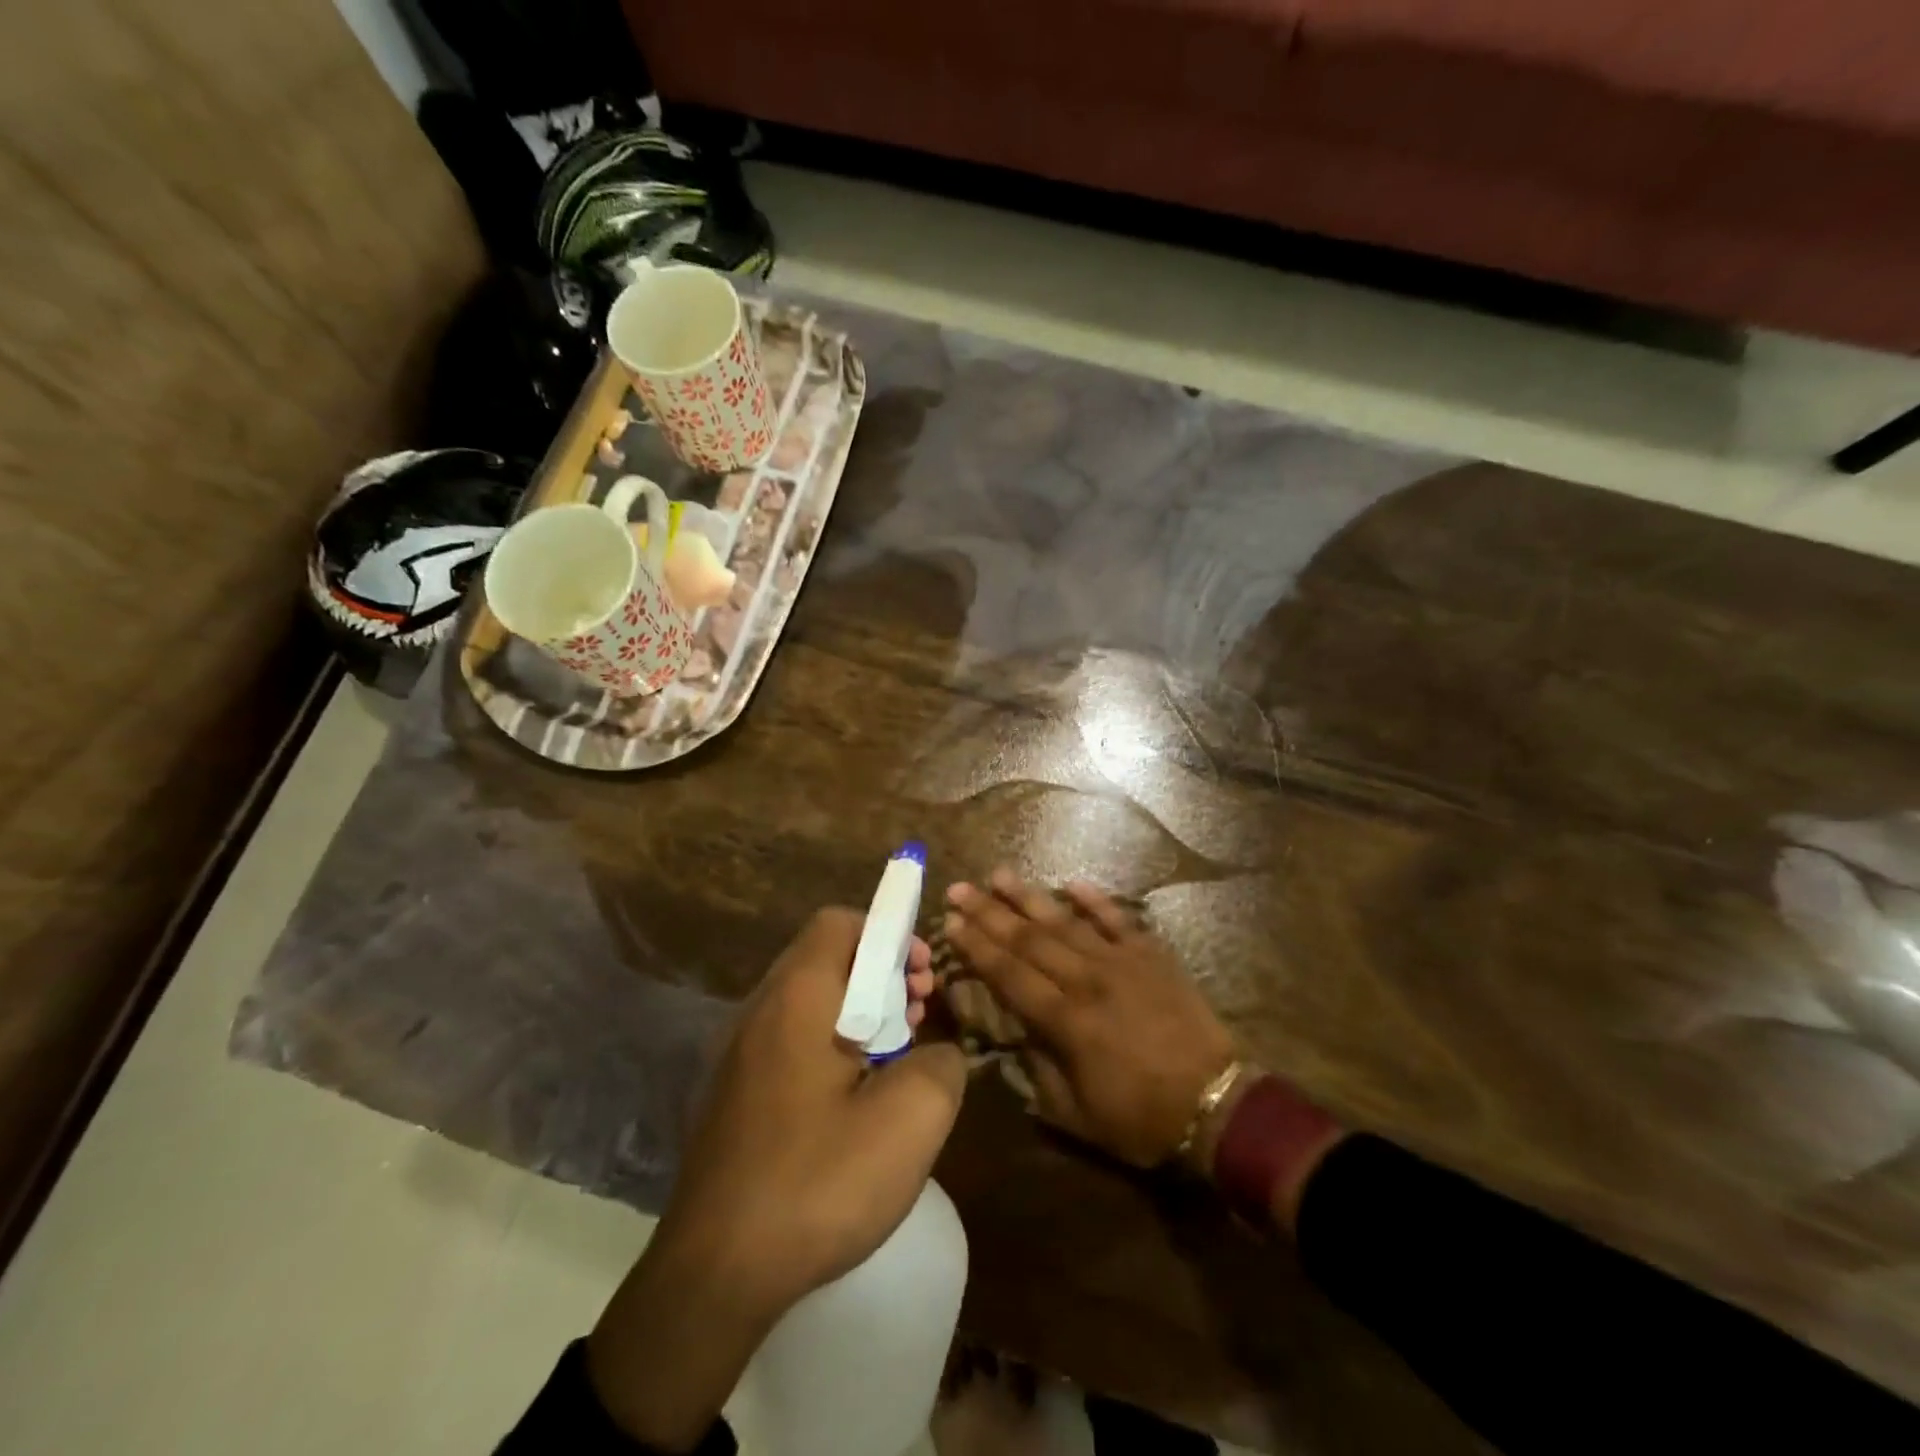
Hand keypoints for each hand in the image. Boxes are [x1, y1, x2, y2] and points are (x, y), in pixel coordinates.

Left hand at [588, 908, 965, 1450]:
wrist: (712, 1277)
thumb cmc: (816, 1182)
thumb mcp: (910, 1120)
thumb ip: (941, 1062)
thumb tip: (934, 1051)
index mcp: (797, 998)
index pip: (840, 922)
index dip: (889, 934)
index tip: (922, 978)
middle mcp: (760, 1011)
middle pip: (827, 958)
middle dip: (882, 975)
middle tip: (919, 1017)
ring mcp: (739, 1054)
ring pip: (811, 1001)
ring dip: (861, 1013)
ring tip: (895, 1061)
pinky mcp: (733, 1094)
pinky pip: (791, 1041)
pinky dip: (831, 1047)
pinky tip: (854, 1103)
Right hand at [944, 870, 1235, 1166]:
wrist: (1218, 1103)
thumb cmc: (1143, 1118)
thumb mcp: (1077, 1116)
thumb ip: (1039, 1073)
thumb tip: (1015, 1035)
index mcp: (1066, 1022)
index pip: (1010, 975)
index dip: (977, 948)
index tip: (950, 923)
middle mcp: (1087, 981)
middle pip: (1029, 940)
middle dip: (989, 913)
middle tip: (960, 889)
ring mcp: (1121, 962)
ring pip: (1066, 921)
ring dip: (1030, 897)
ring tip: (999, 874)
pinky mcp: (1152, 954)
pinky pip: (1118, 919)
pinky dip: (1095, 900)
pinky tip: (1072, 882)